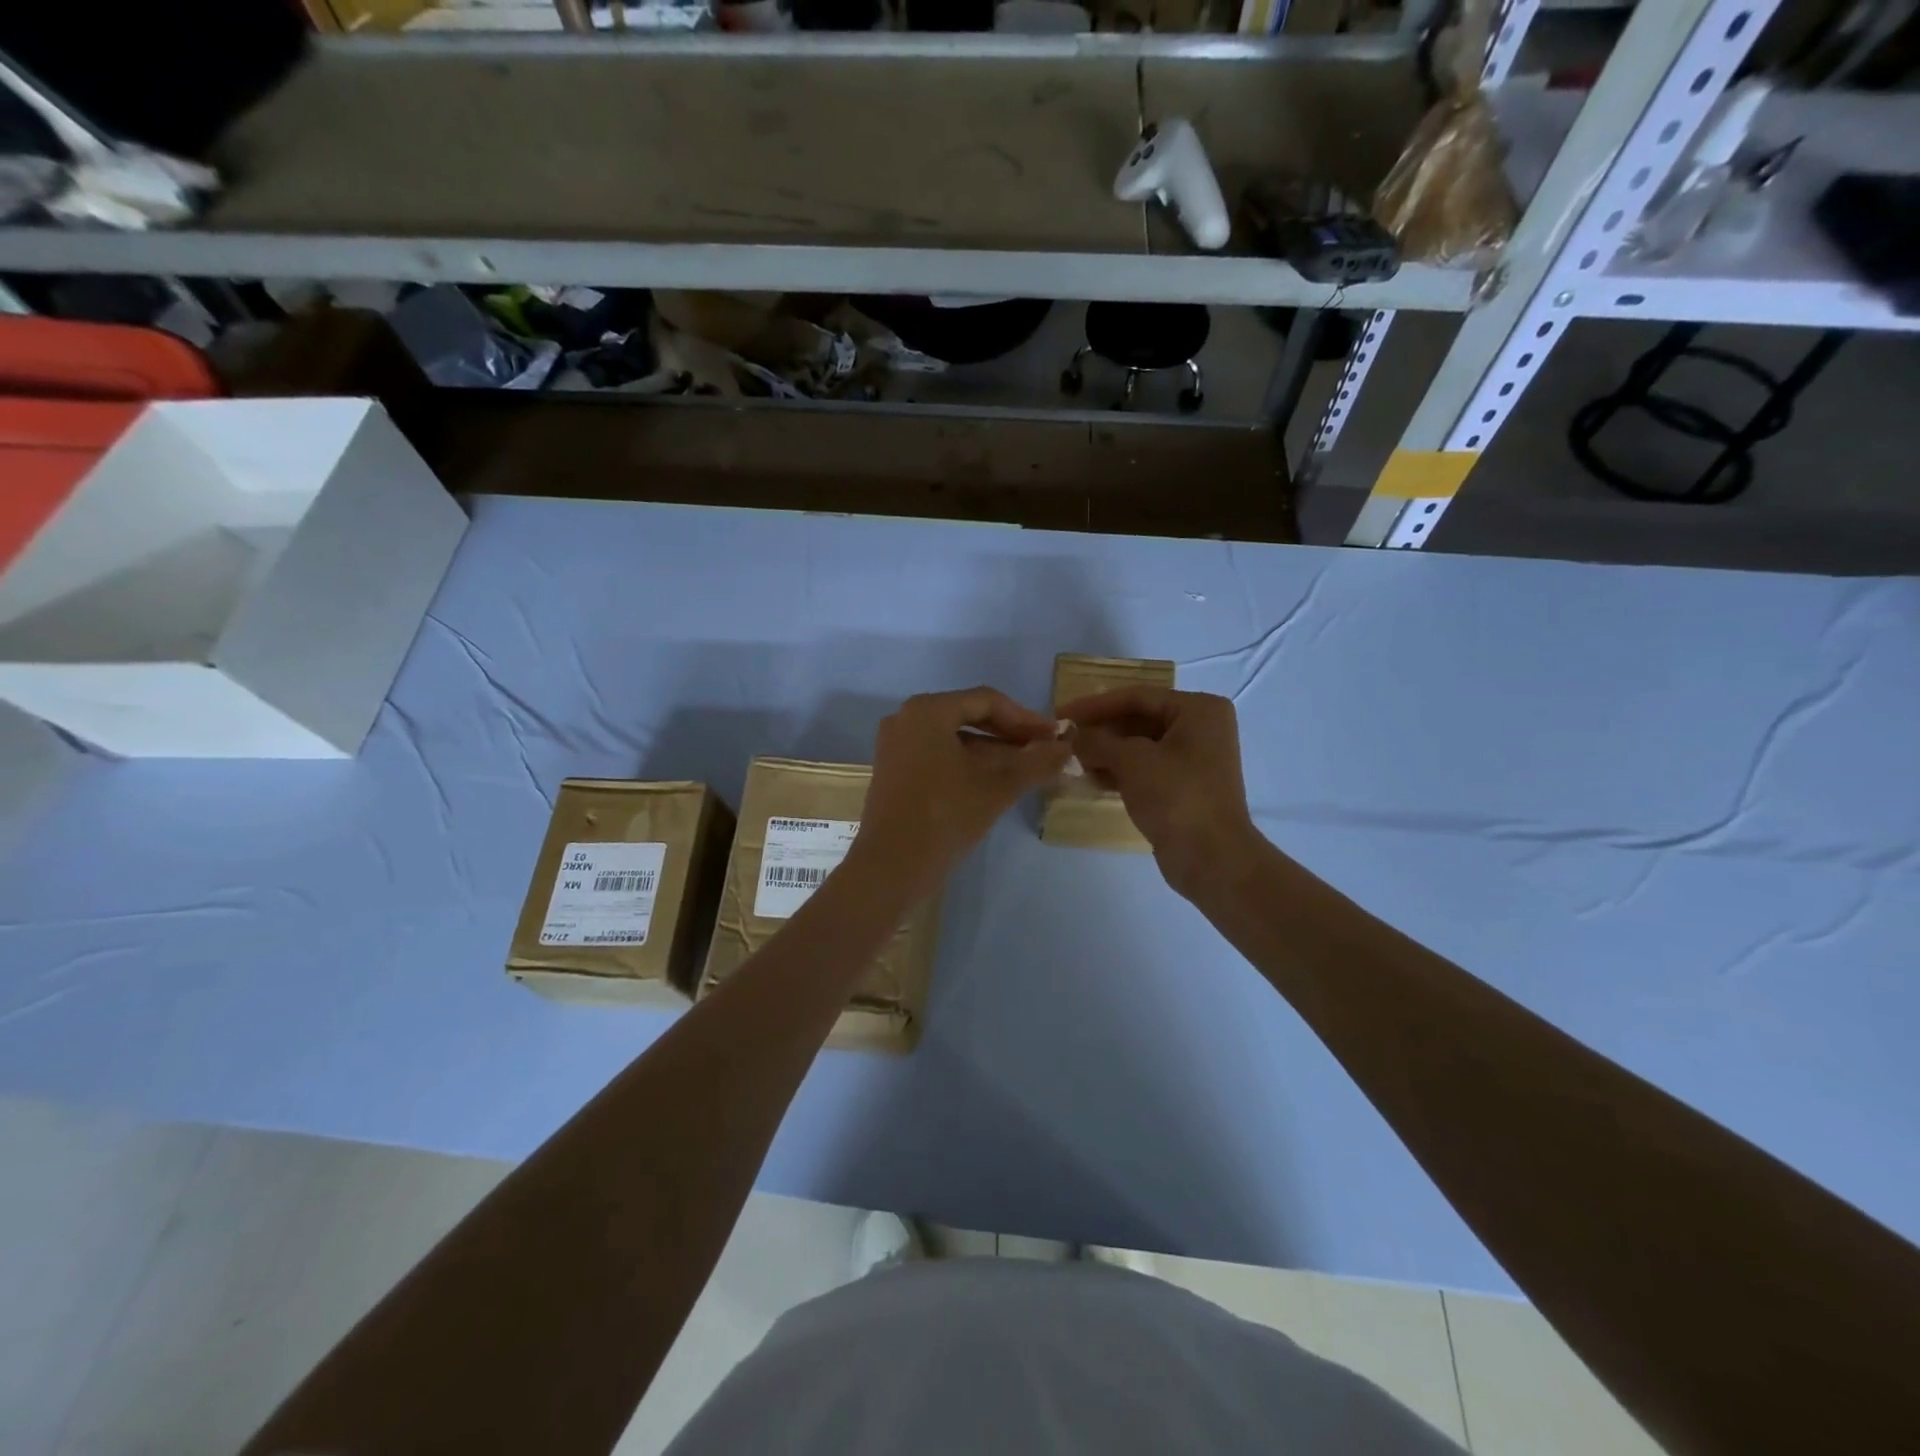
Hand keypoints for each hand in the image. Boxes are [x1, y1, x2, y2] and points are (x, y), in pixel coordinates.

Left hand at [852, 687, 1070, 899]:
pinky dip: (968, 764)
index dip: (1026, 719)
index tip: (1054, 738)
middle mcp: (906, 718)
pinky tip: (994, 784)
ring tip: (1026, 771)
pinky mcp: (894, 771)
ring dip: (992, 752)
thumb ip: (1036, 762)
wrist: (889, 868)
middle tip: (1043, 753)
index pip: (987, 701)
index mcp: (928, 711)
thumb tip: (1066, 747)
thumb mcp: (997, 788)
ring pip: (954, 739)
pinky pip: (938, 755)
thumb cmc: (944, 817)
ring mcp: (896, 746)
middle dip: (1009, 735)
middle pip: (969, 717)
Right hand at [1059, 687, 1258, 897]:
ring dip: (1105, 753)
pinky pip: (1144, 768)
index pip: (1137, 697)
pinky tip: (1091, 779)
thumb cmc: (1176, 796)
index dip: (1095, 705)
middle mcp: (1200, 728)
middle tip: (1064, 739)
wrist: (1211, 858)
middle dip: (1100, 731)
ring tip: (1072, 761)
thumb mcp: (1131, 761)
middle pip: (1138, 720)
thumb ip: (1097, 742)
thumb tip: (1071, 737)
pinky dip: (1119, 771)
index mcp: (1198, 709)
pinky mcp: (1183, 786)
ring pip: (1139, 746)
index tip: (1061, 714)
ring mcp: (1193, 759)